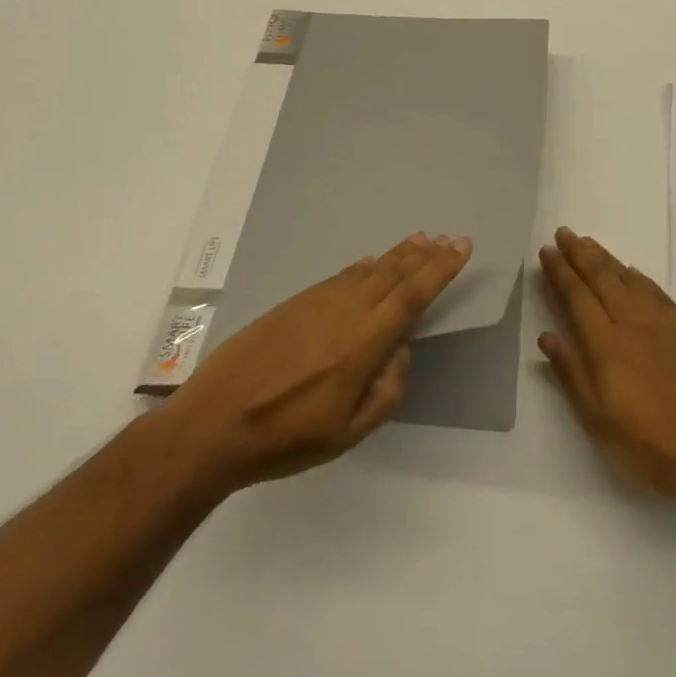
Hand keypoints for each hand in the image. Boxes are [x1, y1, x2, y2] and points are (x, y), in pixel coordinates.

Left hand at [168, 231, 471, 493]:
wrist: (214, 422)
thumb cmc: (286, 438)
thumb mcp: (347, 433)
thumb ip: (386, 392)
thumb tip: (400, 353)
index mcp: (364, 343)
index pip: (412, 296)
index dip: (440, 269)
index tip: (461, 246)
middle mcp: (346, 311)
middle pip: (393, 274)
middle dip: (424, 256)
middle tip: (446, 238)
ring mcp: (318, 302)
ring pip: (368, 270)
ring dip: (396, 255)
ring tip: (418, 241)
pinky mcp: (295, 303)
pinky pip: (341, 276)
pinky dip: (363, 267)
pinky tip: (370, 263)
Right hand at [538, 226, 675, 515]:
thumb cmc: (648, 446)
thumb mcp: (598, 420)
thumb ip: (572, 372)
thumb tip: (547, 335)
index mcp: (606, 344)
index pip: (577, 296)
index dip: (560, 271)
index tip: (547, 251)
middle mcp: (632, 323)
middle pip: (602, 277)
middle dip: (580, 253)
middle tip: (564, 232)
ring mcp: (662, 324)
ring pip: (628, 278)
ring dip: (606, 258)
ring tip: (589, 243)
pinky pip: (656, 291)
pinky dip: (638, 276)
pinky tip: (632, 272)